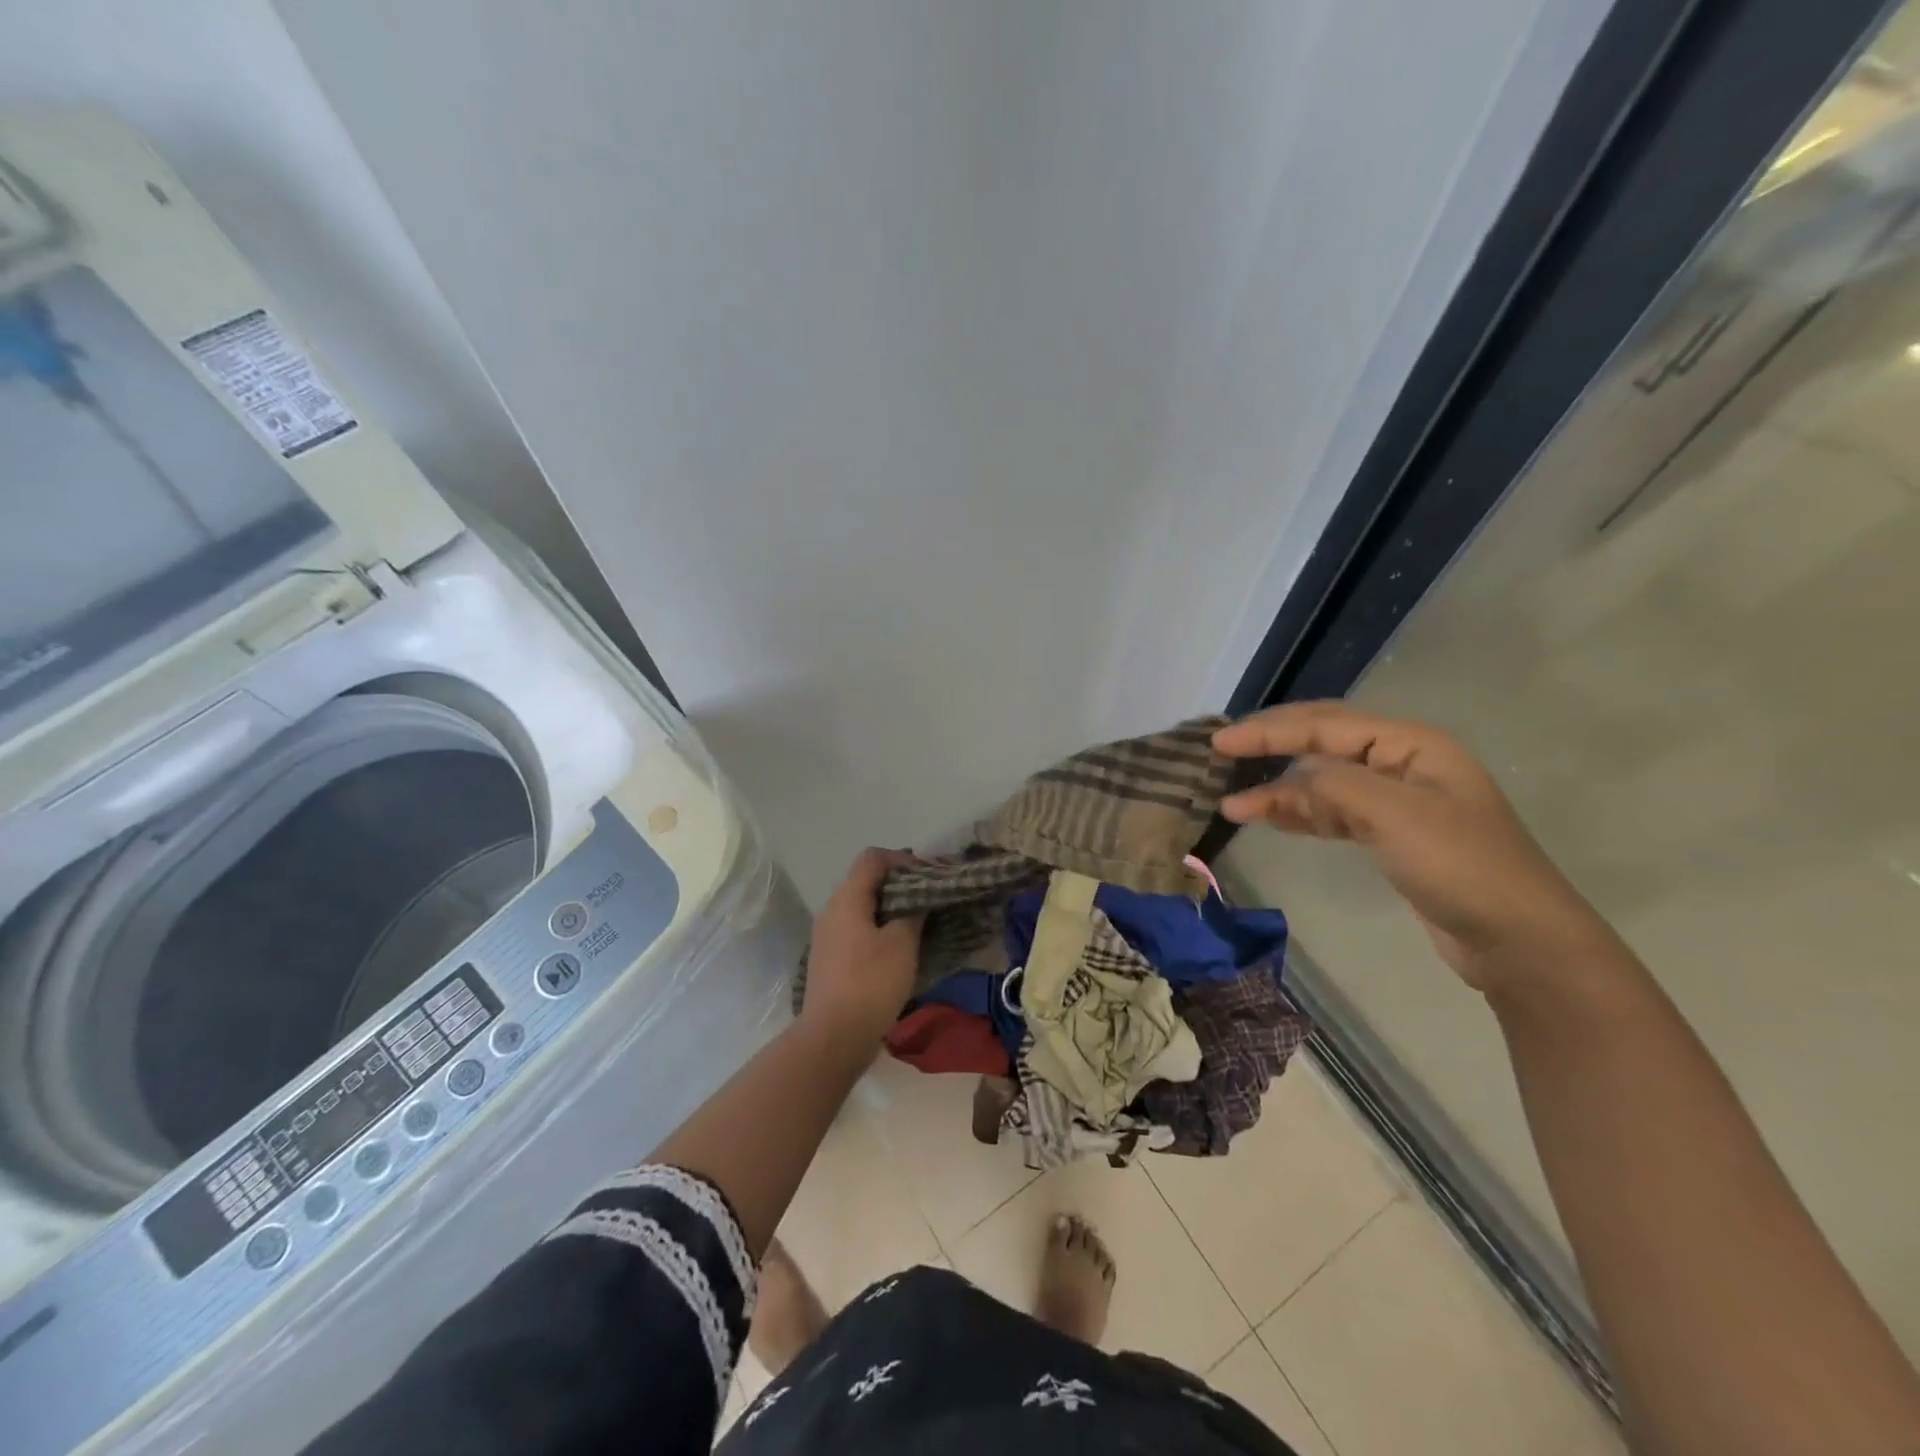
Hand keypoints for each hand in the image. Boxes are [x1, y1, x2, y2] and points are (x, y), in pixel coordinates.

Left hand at [800, 848, 924, 1044]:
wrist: (833, 1036)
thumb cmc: (871, 982)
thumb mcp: (902, 944)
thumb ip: (912, 913)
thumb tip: (916, 901)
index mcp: (847, 898)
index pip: (873, 858)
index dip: (902, 859)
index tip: (927, 875)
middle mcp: (831, 910)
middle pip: (865, 881)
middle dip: (898, 884)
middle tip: (927, 898)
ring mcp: (826, 936)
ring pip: (861, 907)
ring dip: (889, 909)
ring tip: (917, 923)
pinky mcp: (829, 959)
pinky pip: (855, 929)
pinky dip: (877, 929)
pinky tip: (897, 948)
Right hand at [1215, 702, 1613, 992]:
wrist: (1518, 941)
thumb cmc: (1461, 866)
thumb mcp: (1396, 815)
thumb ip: (1335, 784)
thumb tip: (1289, 777)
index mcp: (1410, 744)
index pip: (1326, 724)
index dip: (1270, 730)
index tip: (1221, 741)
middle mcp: (1401, 764)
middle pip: (1322, 745)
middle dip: (1270, 750)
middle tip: (1220, 755)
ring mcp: (1395, 803)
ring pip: (1322, 784)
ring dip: (1279, 793)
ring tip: (1232, 806)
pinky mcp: (1389, 838)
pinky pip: (1332, 814)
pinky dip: (1299, 816)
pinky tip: (1268, 819)